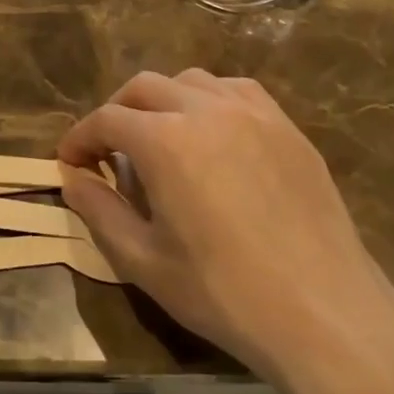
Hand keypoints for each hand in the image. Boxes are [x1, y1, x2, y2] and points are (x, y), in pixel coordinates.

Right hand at [59, 70, 393, 385]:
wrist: (323, 313)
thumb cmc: (223, 293)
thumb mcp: (143, 261)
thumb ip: (99, 210)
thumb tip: (72, 178)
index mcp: (165, 141)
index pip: (106, 119)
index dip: (80, 138)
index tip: (69, 162)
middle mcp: (206, 110)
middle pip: (144, 86)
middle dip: (117, 112)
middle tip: (108, 149)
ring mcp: (253, 113)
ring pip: (192, 81)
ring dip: (163, 100)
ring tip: (161, 137)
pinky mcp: (287, 127)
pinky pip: (237, 91)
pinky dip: (210, 100)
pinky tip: (214, 133)